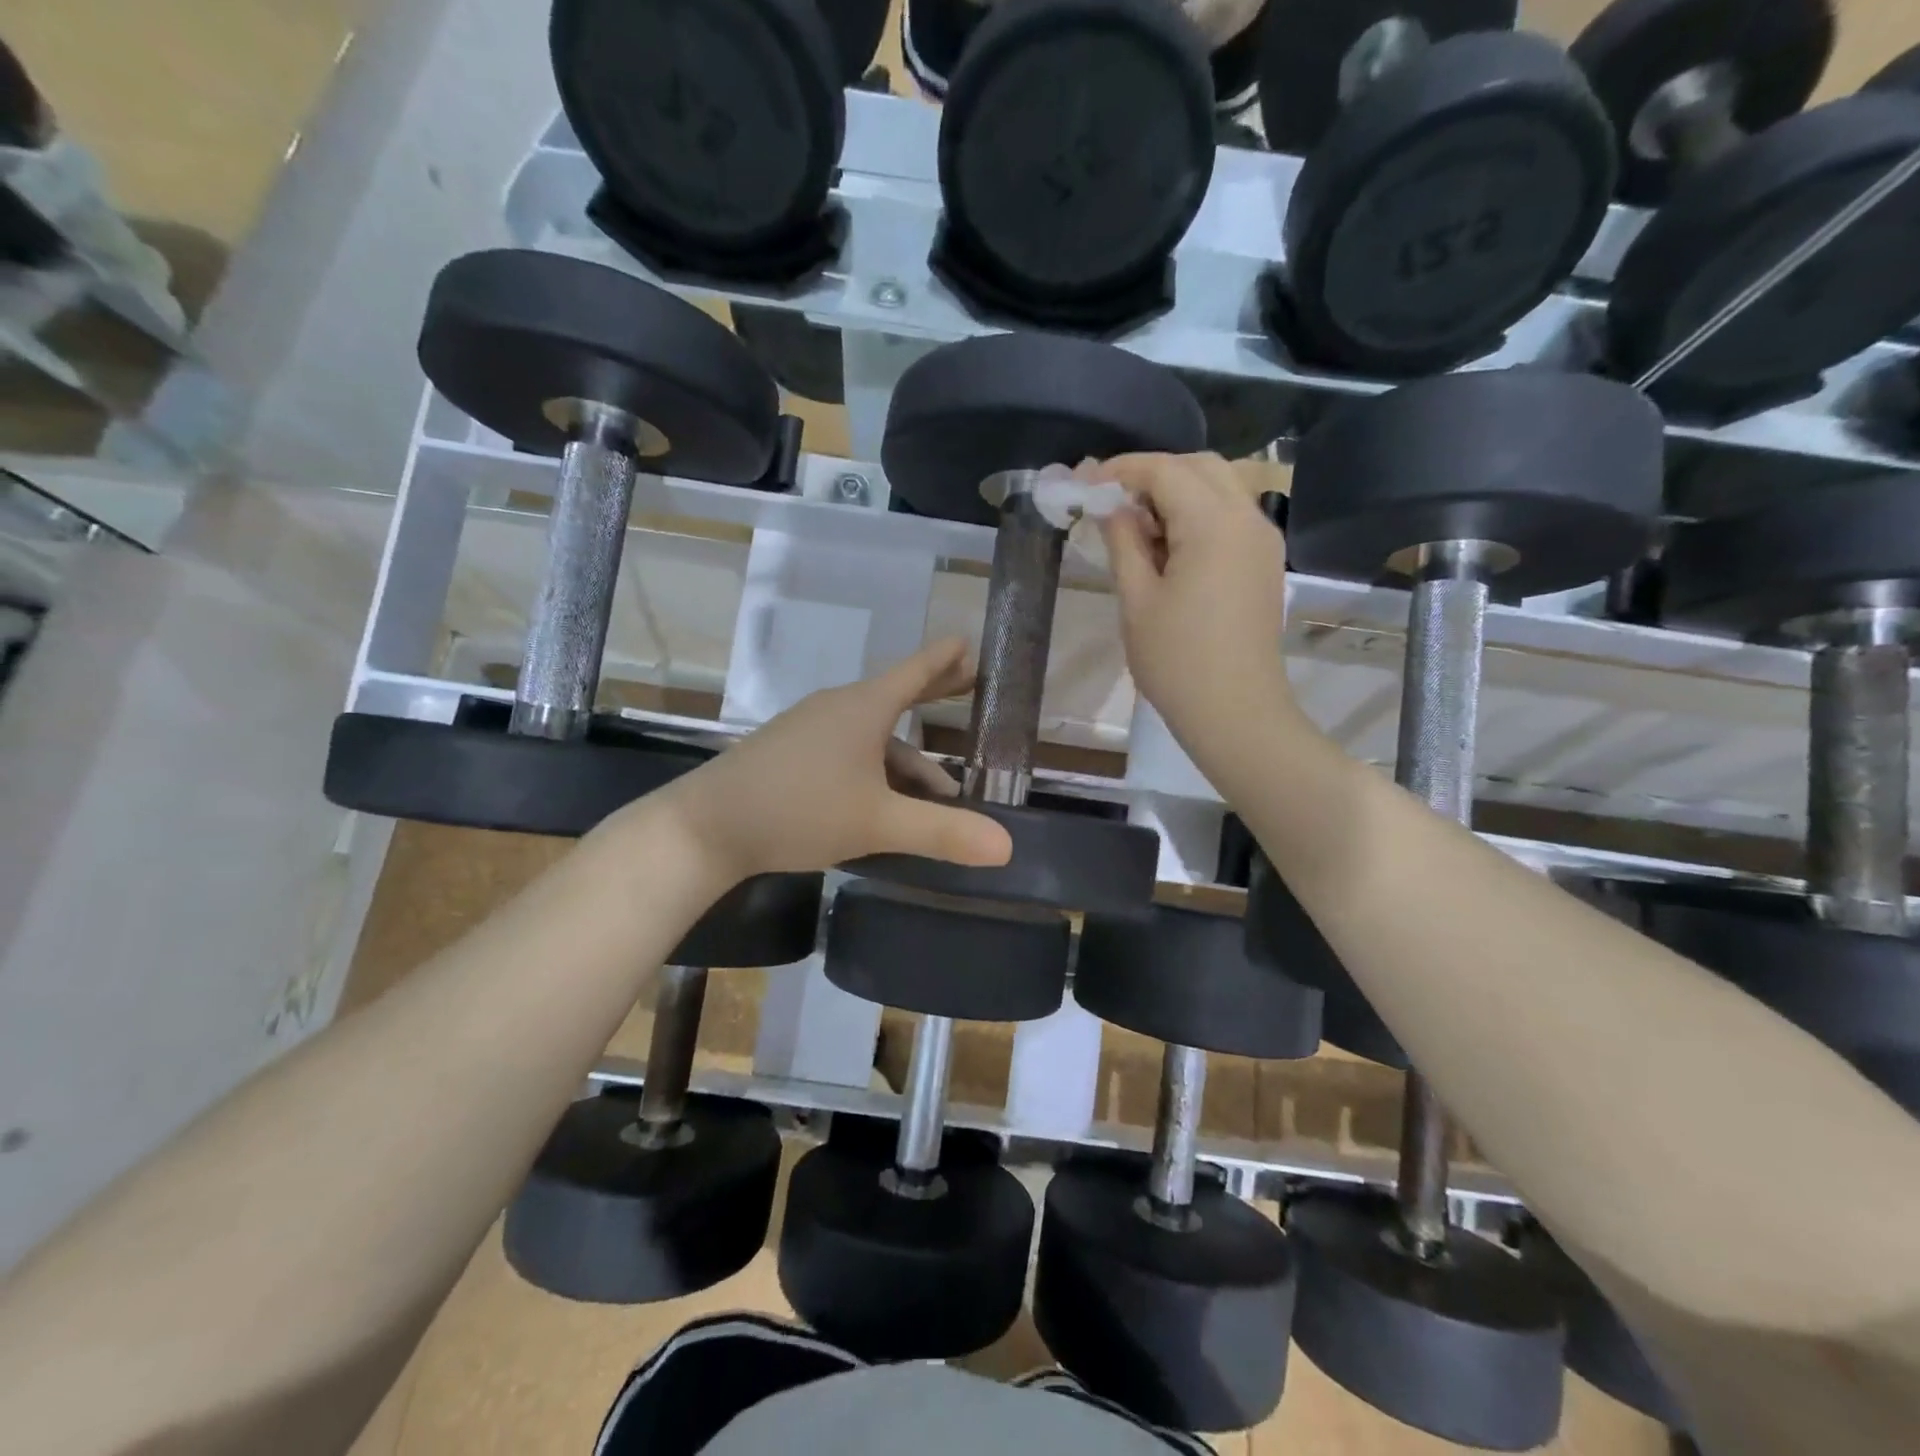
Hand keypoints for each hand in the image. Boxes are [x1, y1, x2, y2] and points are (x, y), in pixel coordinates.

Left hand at [644, 638, 1013, 882]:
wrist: (707, 826)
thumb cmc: (799, 809)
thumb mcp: (878, 823)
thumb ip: (942, 833)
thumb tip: (1007, 846)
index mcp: (864, 708)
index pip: (916, 671)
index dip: (945, 658)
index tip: (969, 642)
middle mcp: (838, 709)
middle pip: (897, 696)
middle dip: (934, 692)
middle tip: (969, 682)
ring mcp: (810, 730)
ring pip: (873, 737)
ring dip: (909, 760)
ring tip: (940, 794)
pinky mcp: (790, 754)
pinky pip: (848, 751)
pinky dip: (877, 770)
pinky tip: (883, 803)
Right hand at [1095, 452, 1300, 757]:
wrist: (1235, 712)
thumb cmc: (1177, 661)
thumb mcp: (1136, 599)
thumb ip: (1124, 542)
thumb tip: (1112, 507)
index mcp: (1213, 524)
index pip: (1165, 471)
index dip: (1122, 470)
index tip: (1086, 483)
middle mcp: (1247, 519)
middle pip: (1199, 468)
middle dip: (1153, 474)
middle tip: (1111, 502)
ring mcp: (1263, 540)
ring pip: (1220, 488)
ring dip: (1177, 493)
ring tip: (1137, 528)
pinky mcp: (1265, 563)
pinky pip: (1231, 517)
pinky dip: (1199, 515)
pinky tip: (1169, 547)